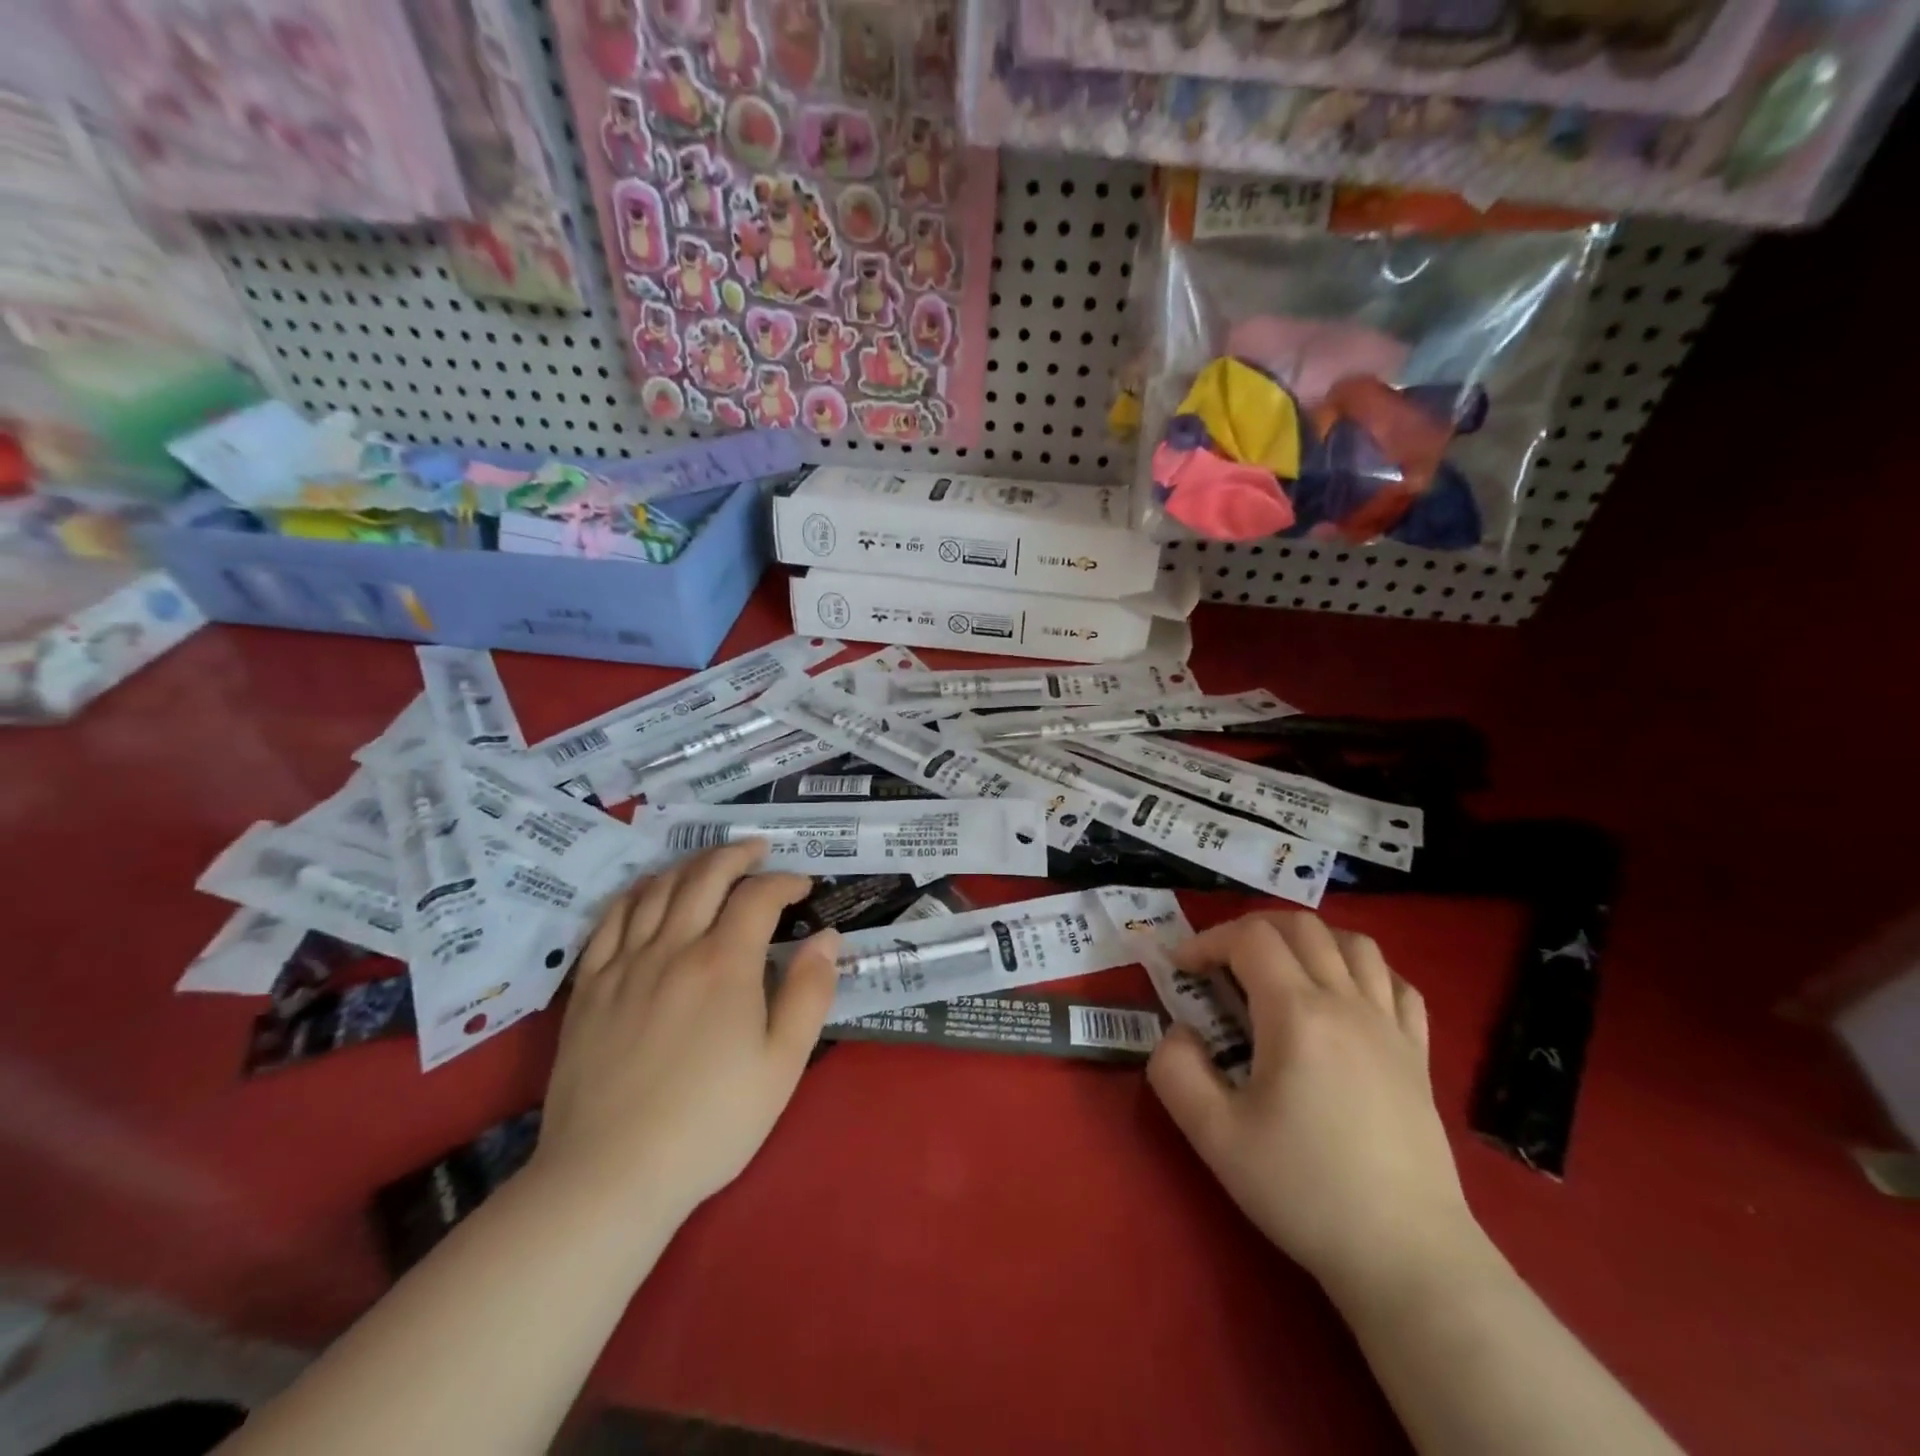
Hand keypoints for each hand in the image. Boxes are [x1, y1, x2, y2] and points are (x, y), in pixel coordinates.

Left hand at [531, 841, 840, 1223]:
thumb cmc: (711, 1122)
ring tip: (710, 863)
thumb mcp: (783, 1064)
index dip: (785, 881)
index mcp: (725, 963)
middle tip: (759, 850)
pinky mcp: (590, 986)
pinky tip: (647, 891)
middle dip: (738, 854)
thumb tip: (827, 938)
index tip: (803, 886)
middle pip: (705, 875)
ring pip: (657, 888)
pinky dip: (635, 892)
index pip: (758, 896)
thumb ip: (810, 993)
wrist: (611, 1174)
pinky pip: (610, 919)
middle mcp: (673, 947)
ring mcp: (625, 963)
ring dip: (689, 865)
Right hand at [1147, 913, 1480, 1299]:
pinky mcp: (1419, 1056)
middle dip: (1252, 928)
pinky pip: (1397, 985)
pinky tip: (1345, 997)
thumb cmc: (1304, 1191)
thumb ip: (1176, 1071)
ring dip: (1310, 940)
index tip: (1182, 969)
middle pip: (1302, 926)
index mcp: (1297, 1013)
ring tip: (1282, 970)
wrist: (1407, 1258)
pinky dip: (1364, 971)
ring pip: (1355, 944)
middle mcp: (1347, 1003)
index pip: (1249, 939)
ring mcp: (1391, 1027)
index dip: (1208, 940)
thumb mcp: (1214, 1136)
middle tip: (1223, 962)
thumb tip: (1178, 1033)